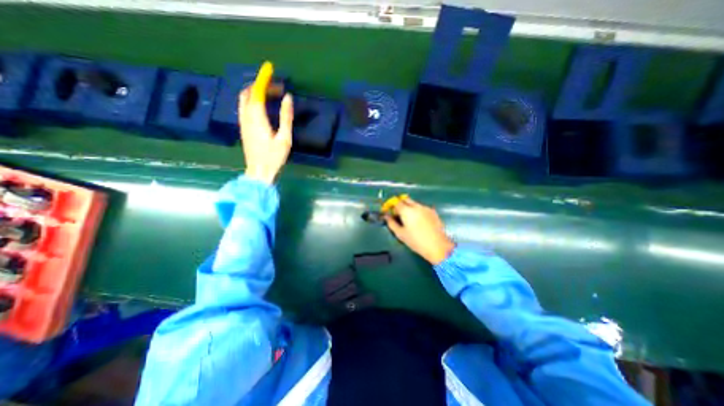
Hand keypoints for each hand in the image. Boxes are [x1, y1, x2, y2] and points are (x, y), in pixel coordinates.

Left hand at [240, 88, 291, 184]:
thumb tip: (287, 98)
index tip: (269, 68)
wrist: (259, 172)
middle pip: (248, 93)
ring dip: (256, 92)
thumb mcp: (284, 138)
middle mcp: (246, 117)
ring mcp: (243, 123)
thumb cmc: (274, 157)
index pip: (257, 92)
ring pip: (244, 100)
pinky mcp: (244, 128)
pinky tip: (262, 106)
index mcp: (257, 118)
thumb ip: (286, 117)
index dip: (263, 79)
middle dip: (260, 85)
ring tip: (271, 94)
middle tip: (276, 87)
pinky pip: (244, 108)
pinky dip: (252, 101)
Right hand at [384, 197, 450, 266]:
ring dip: (409, 207)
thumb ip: (391, 223)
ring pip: (414, 203)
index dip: (392, 206)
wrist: (437, 246)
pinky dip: (418, 211)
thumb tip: (386, 217)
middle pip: (405, 199)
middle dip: (400, 204)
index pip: (396, 202)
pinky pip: (422, 208)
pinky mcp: (433, 211)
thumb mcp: (400, 234)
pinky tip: (419, 222)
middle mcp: (416, 206)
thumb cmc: (416, 241)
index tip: (391, 213)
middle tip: (399, 214)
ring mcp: (426, 208)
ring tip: (410, 220)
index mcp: (406, 211)